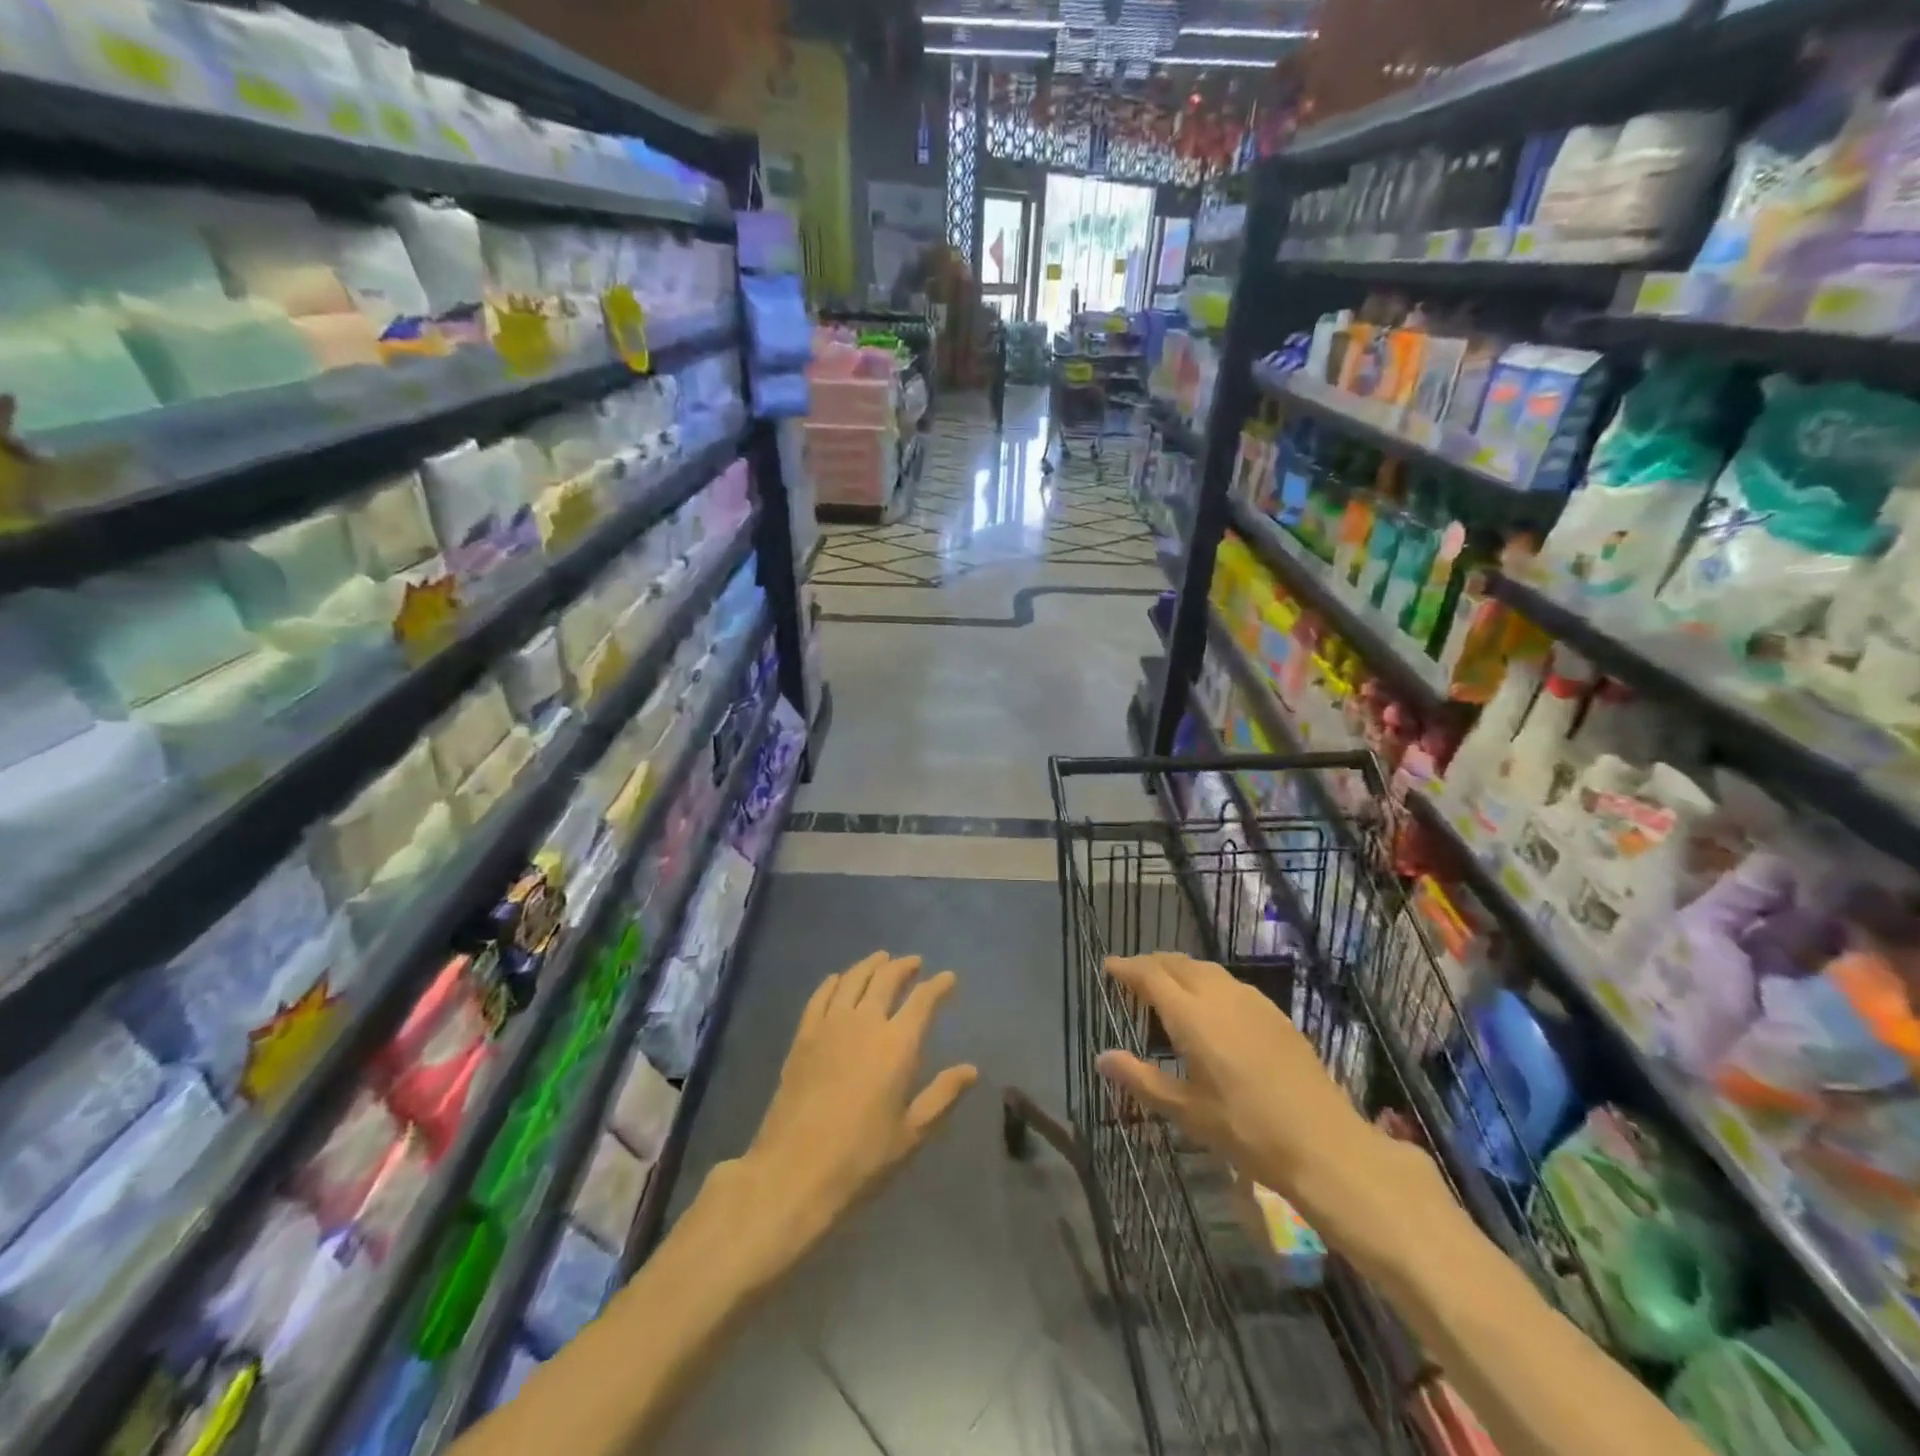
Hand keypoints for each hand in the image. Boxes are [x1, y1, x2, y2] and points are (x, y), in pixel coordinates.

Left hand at [704, 952, 977, 1277]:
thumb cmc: (861, 1158)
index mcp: (898, 1044)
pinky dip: (835, 981)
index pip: (923, 1000)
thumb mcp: (911, 1133)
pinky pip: (821, 995)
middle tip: (914, 963)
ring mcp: (830, 1025)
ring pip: (853, 978)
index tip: (948, 978)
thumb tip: (971, 1069)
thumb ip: (942, 1095)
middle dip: (904, 966)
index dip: (938, 985)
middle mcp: (865, 1022)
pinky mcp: (803, 1036)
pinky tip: (839, 979)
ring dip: (871, 964)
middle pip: (886, 978)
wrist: (793, 1171)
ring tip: (882, 959)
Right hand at [1096, 952, 1445, 1278]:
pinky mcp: (1275, 1014)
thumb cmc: (1247, 1130)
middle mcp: (1220, 997)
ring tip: (1166, 988)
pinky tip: (1210, 1007)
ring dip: (1179, 970)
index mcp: (1193, 1016)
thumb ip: (1141, 1079)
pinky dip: (1206, 982)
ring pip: (1206, 970)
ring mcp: (1252, 1002)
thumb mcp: (1187, 1112)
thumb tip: (1102, 1057)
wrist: (1325, 1144)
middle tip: (1131, 977)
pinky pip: (1230, 983)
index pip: (1150, 976)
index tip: (1107, 966)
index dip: (1126, 968)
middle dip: (1151, 964)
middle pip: (1178, 964)